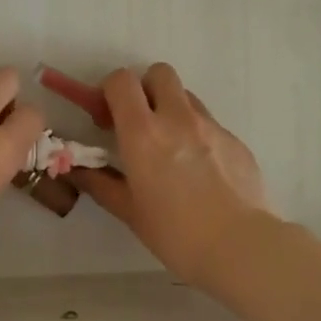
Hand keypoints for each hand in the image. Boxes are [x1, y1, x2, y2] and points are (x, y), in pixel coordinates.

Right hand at [67, 63, 270, 286]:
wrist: (242, 247)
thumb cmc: (176, 233)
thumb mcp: (130, 212)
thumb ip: (101, 184)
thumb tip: (78, 171)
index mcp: (143, 132)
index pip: (122, 81)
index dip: (110, 90)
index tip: (107, 117)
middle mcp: (177, 118)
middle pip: (159, 73)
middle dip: (145, 89)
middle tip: (140, 122)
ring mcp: (211, 126)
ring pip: (186, 97)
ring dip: (172, 110)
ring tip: (172, 149)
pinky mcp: (236, 140)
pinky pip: (210, 124)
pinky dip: (198, 135)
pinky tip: (201, 172)